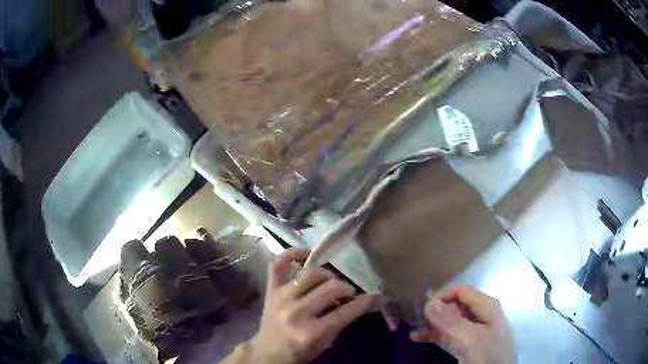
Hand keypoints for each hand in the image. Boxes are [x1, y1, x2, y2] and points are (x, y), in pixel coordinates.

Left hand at [249, 248, 377, 363]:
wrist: (269, 353)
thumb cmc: (301, 351)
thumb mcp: (326, 342)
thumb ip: (341, 321)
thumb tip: (359, 299)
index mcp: (312, 332)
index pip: (346, 311)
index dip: (365, 301)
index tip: (376, 295)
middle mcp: (296, 312)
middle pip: (331, 288)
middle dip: (346, 288)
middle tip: (348, 293)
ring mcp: (281, 298)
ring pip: (311, 273)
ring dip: (327, 275)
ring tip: (331, 281)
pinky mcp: (270, 290)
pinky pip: (279, 264)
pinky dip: (293, 254)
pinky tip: (306, 254)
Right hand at [411, 286, 514, 363]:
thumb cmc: (488, 356)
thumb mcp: (470, 339)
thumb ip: (451, 321)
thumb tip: (429, 302)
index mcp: (487, 307)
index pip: (461, 292)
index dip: (441, 297)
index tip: (422, 310)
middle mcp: (482, 314)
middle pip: (455, 305)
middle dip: (435, 311)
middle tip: (415, 319)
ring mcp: (475, 329)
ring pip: (451, 321)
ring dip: (433, 324)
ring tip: (414, 329)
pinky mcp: (470, 343)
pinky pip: (451, 334)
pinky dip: (436, 335)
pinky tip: (419, 338)